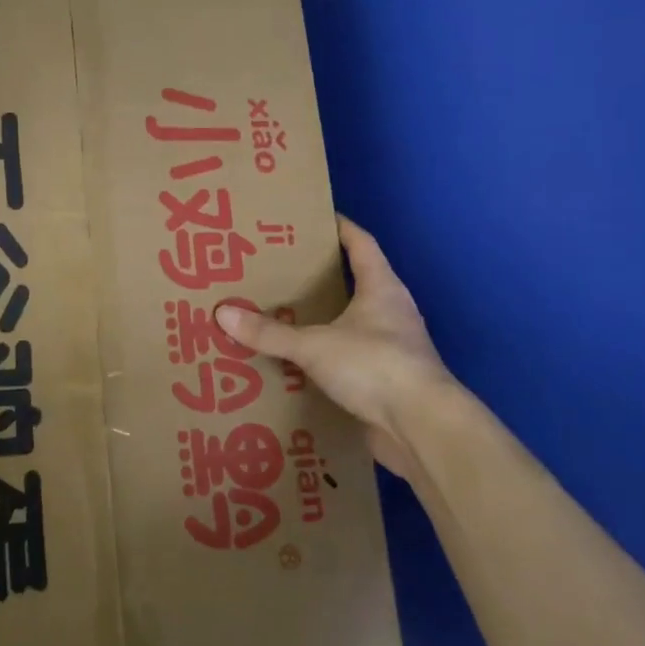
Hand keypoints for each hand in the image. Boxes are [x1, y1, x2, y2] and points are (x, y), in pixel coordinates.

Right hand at [216, 216, 454, 480]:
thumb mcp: (314, 345)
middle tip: (281, 270)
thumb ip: (269, 332)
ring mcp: (392, 348)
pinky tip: (298, 363)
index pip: (361, 243)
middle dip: (322, 276)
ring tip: (283, 315)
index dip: (340, 227)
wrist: (422, 428)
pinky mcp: (387, 380)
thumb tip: (222, 314)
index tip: (313, 217)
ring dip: (324, 319)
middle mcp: (391, 312)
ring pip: (352, 322)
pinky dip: (326, 357)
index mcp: (381, 288)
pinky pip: (349, 358)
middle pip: (356, 282)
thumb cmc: (374, 365)